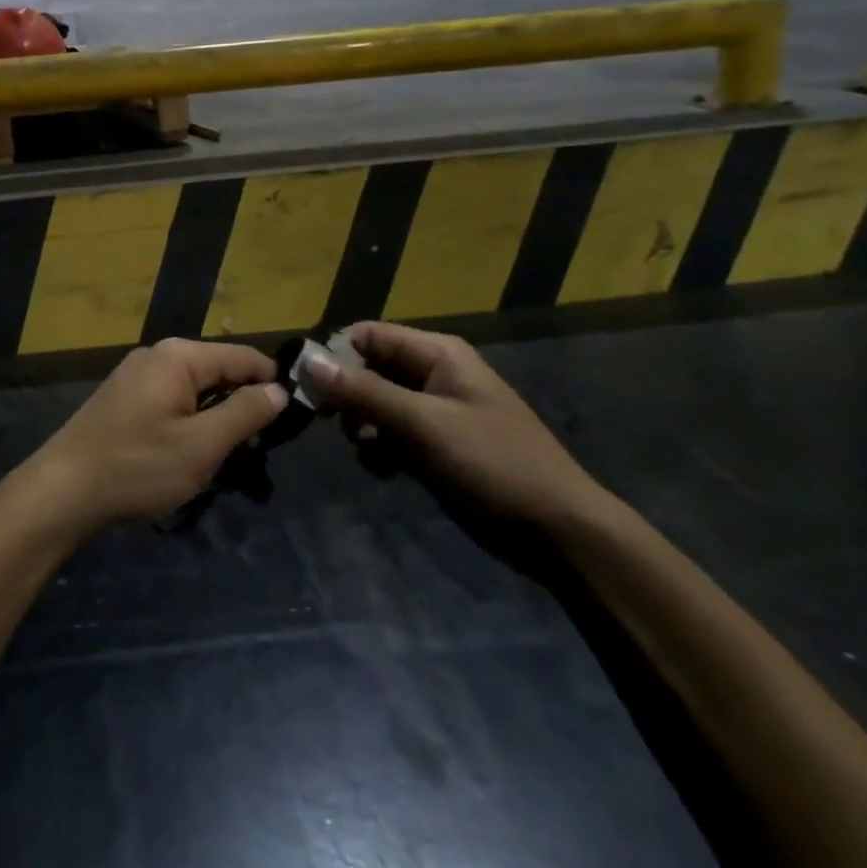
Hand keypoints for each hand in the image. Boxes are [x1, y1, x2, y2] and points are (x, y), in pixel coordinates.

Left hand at [25, 340, 285, 533]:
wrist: (62, 491)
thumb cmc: (137, 467)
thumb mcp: (201, 446)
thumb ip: (244, 414)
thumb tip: (279, 390)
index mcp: (178, 356)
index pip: (243, 356)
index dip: (272, 384)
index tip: (294, 419)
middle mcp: (157, 355)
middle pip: (218, 371)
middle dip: (242, 405)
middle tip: (258, 449)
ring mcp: (136, 375)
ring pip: (195, 389)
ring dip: (215, 419)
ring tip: (228, 458)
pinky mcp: (124, 398)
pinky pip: (172, 401)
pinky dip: (190, 423)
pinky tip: (190, 455)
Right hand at [307, 323, 608, 528]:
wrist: (558, 532)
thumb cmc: (493, 463)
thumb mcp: (424, 424)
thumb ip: (365, 392)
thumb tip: (309, 361)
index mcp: (437, 354)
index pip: (369, 335)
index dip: (336, 354)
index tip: (308, 385)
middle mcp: (433, 375)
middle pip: (370, 368)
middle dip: (348, 394)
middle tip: (333, 424)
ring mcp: (435, 412)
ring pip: (376, 404)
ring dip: (363, 425)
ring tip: (366, 449)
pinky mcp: (436, 446)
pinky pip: (392, 434)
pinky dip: (380, 448)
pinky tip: (383, 469)